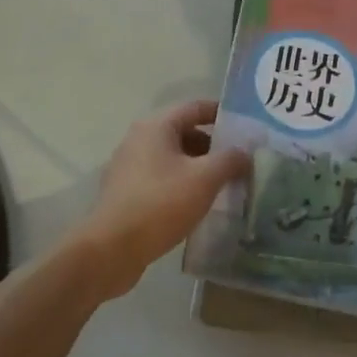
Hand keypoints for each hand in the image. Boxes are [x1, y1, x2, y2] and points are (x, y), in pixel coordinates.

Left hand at [77, 100, 250, 300]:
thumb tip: (245, 152)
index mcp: (156, 126)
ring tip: (223, 186)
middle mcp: (139, 139)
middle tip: (239, 162)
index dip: (222, 113)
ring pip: (172, 158)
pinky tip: (197, 205)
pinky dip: (181, 184)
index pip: (195, 107)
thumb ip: (229, 160)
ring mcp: (129, 166)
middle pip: (183, 132)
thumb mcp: (204, 179)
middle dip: (212, 146)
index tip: (245, 128)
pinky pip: (160, 178)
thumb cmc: (160, 204)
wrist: (111, 249)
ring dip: (198, 167)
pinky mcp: (125, 192)